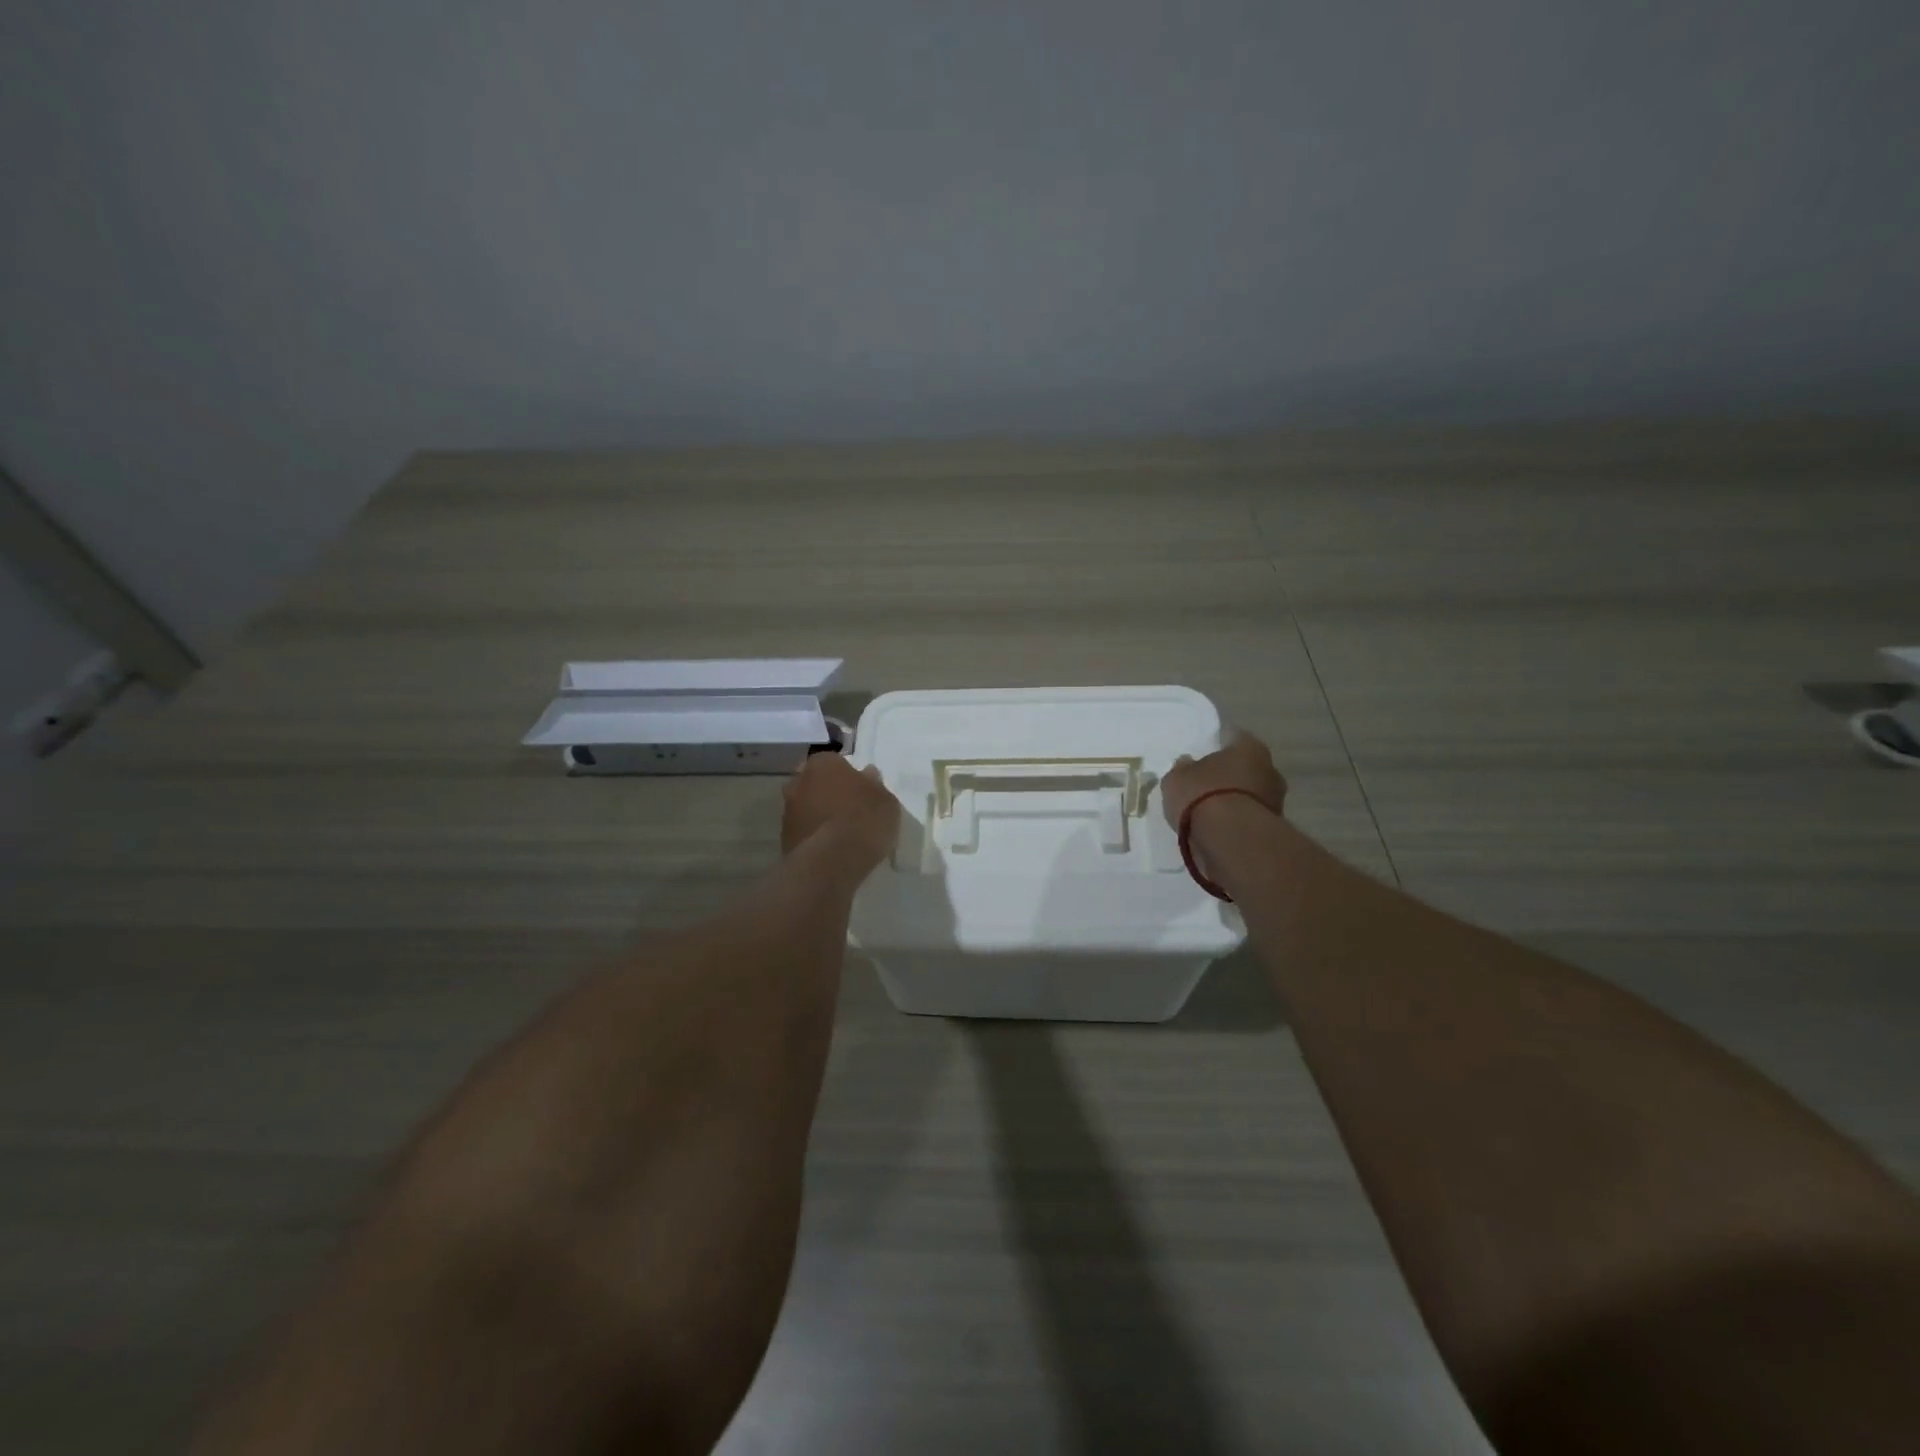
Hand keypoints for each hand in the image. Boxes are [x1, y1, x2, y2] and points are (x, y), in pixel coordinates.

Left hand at [782, 754, 901, 867]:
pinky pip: (804, 831)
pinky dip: (814, 837)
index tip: (861, 792)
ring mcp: (787, 811)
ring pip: (807, 808)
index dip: (849, 777)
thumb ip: (874, 786)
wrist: (831, 861)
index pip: (835, 762)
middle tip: (849, 810)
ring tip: (841, 835)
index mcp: (823, 763)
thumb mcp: (885, 800)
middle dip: (828, 793)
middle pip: (816, 783)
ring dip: (819, 816)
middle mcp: (799, 781)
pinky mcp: (783, 839)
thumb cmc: (863, 820)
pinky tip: (830, 850)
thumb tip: (867, 777)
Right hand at [1162, 733, 1287, 830]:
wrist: (1230, 840)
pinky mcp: (1273, 828)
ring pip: (1251, 793)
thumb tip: (1187, 764)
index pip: (1232, 737)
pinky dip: (1237, 821)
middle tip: (1206, 784)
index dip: (1216, 745)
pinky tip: (1219, 828)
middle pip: (1246, 767)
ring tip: (1210, 812)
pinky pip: (1250, 817)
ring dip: (1235, 800)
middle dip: (1230, 774)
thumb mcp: (1177, 778)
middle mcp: (1270, 768)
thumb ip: (1183, 769)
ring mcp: (1276, 800)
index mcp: (1249, 746)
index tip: (1202, 754)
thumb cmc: (1202, 796)